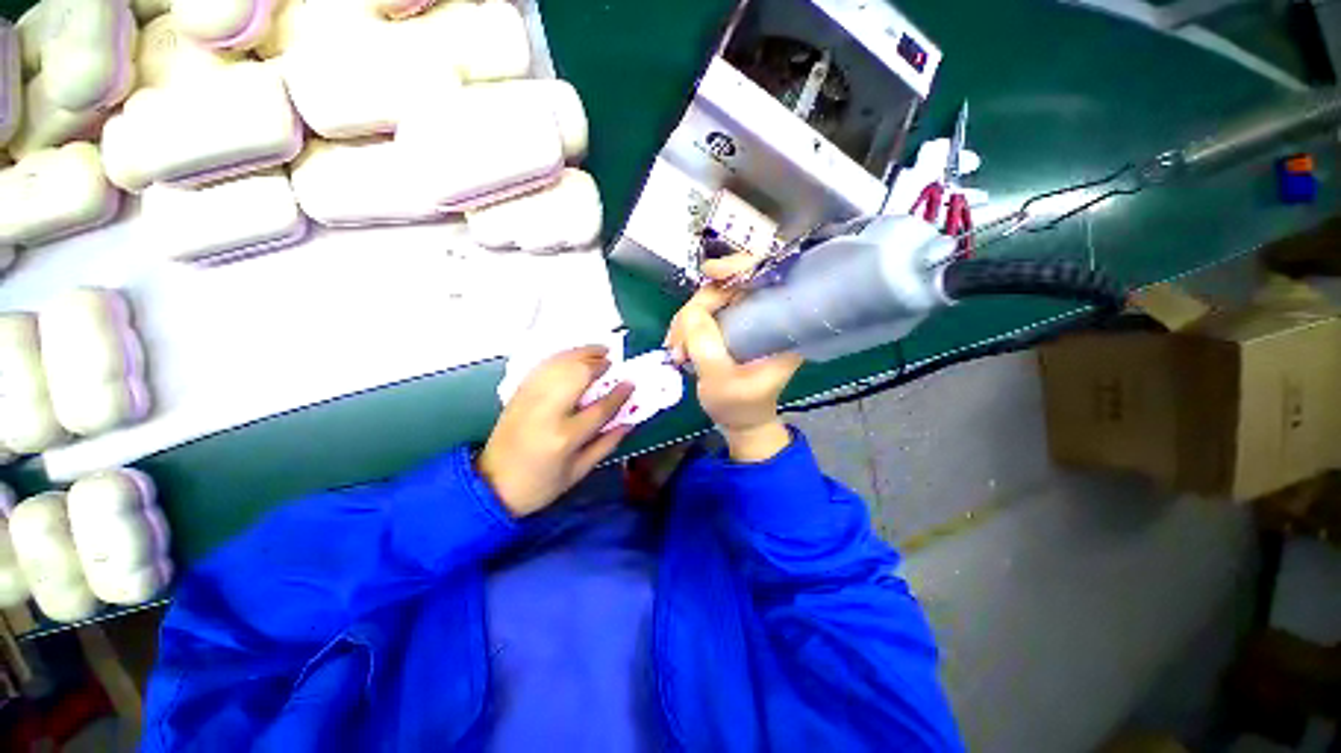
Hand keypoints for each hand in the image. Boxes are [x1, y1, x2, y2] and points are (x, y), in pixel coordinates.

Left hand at [477, 346, 632, 516]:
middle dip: (597, 363)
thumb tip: (629, 421)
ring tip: (598, 350)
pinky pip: (542, 366)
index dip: (619, 394)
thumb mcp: (579, 472)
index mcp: (565, 437)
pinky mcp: (517, 394)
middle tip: (612, 360)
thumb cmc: (540, 484)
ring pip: (559, 365)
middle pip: (576, 375)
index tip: (631, 382)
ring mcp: (529, 399)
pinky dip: (561, 357)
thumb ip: (607, 444)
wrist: (490, 485)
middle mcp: (547, 412)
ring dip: (581, 353)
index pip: (599, 408)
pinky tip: (573, 356)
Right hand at [664, 254, 802, 462]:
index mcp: (781, 325)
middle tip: (679, 341)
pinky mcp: (730, 326)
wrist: (740, 422)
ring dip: (687, 321)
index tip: (711, 274)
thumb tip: (691, 312)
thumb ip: (705, 345)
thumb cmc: (739, 406)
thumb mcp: (721, 381)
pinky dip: (686, 326)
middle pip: (730, 284)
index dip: (740, 265)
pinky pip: (704, 313)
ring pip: (712, 298)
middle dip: (698, 308)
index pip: (767, 276)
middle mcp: (766, 314)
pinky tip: (679, 347)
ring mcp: (746, 319)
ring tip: (677, 352)